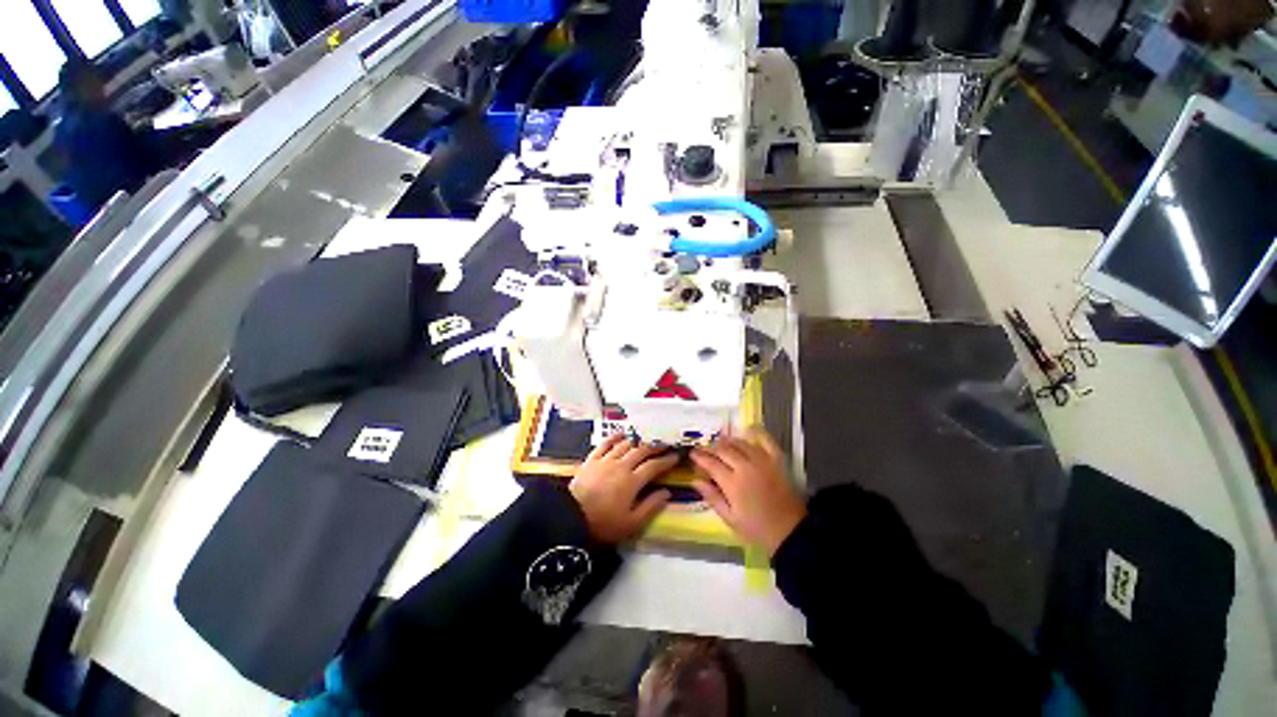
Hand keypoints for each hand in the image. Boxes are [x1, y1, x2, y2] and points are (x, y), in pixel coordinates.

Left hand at [570, 434, 678, 543]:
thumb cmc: (604, 524)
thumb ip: (651, 506)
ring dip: (637, 440)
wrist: (571, 518)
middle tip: (664, 444)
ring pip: (625, 444)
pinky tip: (622, 434)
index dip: (666, 460)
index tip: (675, 456)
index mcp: (632, 481)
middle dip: (655, 446)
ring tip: (646, 438)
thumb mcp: (631, 523)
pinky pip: (605, 443)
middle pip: (641, 450)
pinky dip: (615, 437)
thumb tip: (667, 492)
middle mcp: (621, 465)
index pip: (654, 466)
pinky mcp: (592, 459)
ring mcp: (605, 460)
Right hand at [691, 427, 805, 555]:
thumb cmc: (757, 528)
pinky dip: (755, 432)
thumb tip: (695, 481)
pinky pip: (764, 439)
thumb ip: (712, 497)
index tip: (692, 454)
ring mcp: (762, 460)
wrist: (790, 531)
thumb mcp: (730, 518)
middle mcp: (745, 467)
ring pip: (739, 443)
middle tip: (703, 449)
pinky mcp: (776, 459)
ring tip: (719, 443)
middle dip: (710, 448)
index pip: (711, 463)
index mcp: (732, 483)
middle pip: (723, 450)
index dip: (699, 457)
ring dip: (727, 441)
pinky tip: (746, 430)